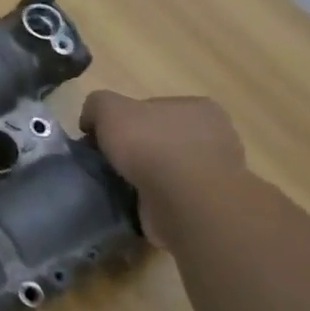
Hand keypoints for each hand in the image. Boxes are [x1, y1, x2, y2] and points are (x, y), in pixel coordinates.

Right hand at [80, 92, 247, 247]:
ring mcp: (217, 172)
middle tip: (108, 162)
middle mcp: (214, 135)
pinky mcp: (210, 205)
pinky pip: (172, 196)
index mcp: (198, 107)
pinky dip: (153, 198)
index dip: (121, 120)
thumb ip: (96, 105)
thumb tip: (92, 122)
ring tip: (119, 185)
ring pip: (165, 167)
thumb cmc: (152, 146)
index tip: (101, 138)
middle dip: (133, 149)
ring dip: (143, 176)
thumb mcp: (108, 108)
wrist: (188, 205)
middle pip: (158, 137)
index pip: (149, 108)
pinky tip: (137, 202)